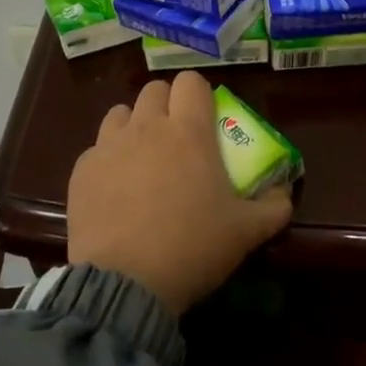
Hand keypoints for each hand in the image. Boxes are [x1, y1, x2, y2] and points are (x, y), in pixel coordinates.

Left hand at [66, 70, 293, 314]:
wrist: (125, 283)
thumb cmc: (192, 248)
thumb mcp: (247, 232)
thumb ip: (274, 206)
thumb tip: (284, 192)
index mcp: (189, 132)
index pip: (191, 82)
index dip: (200, 94)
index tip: (206, 118)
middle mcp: (147, 127)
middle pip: (154, 90)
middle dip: (167, 105)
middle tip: (178, 138)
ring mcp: (109, 146)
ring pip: (121, 113)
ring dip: (135, 125)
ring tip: (143, 158)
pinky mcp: (81, 170)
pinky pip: (97, 148)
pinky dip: (109, 159)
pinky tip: (116, 189)